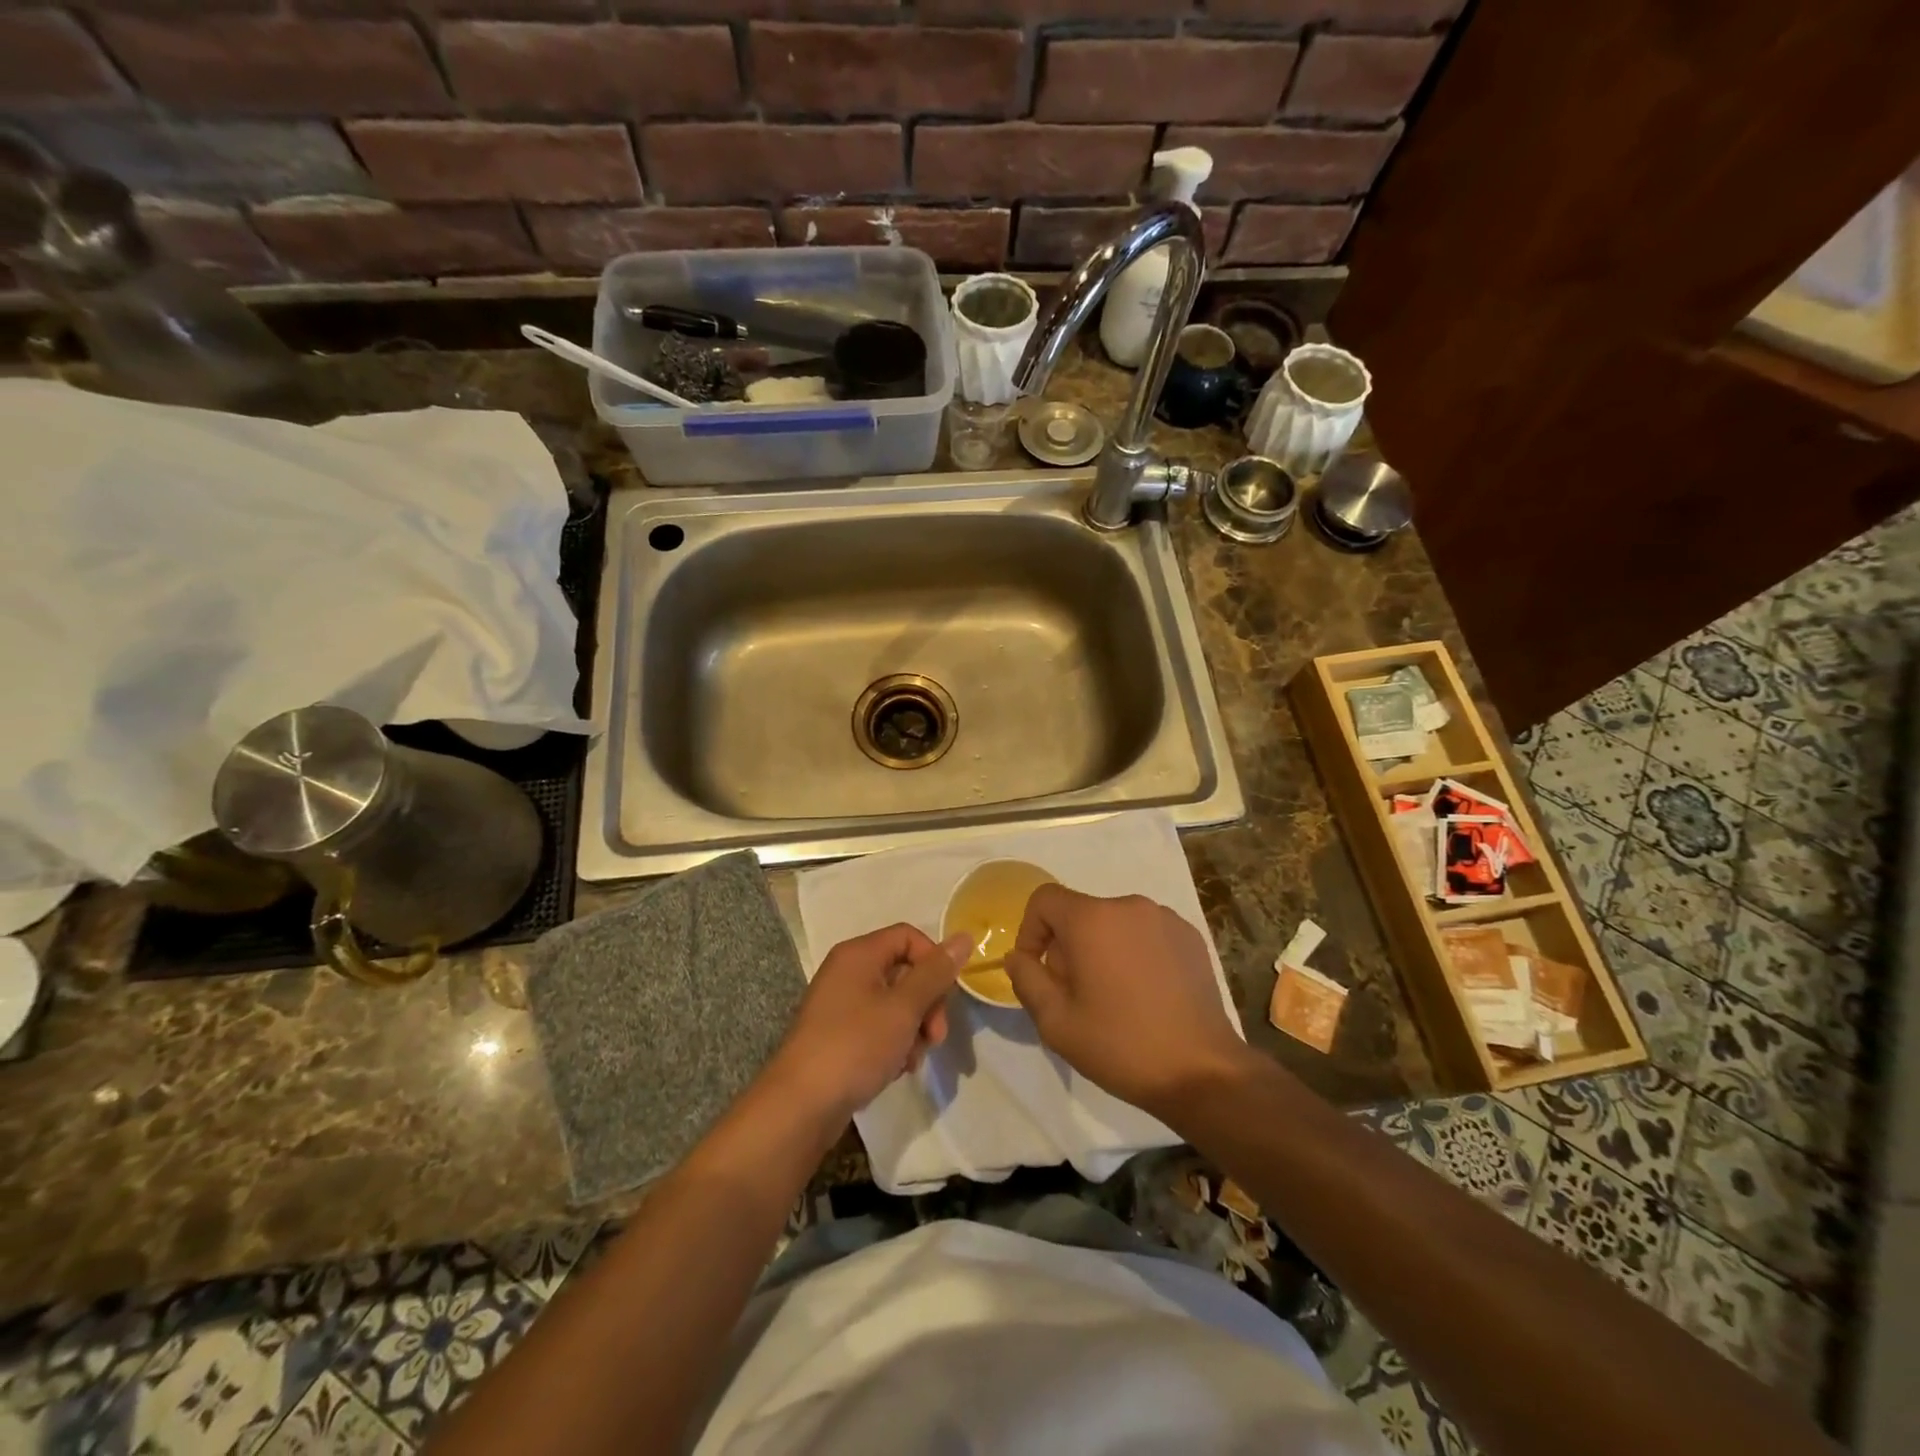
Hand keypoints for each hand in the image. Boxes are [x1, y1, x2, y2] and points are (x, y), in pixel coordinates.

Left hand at [766, 924, 971, 1125]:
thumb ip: (935, 973)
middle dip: (927, 1004)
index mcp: (859, 954)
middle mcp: (847, 972)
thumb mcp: (903, 1008)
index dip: (933, 961)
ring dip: (913, 1029)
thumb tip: (964, 937)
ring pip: (894, 1003)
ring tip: (911, 1059)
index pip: (908, 937)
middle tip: (935, 1037)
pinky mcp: (838, 1035)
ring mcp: (840, 1004)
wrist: (800, 1106)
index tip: (945, 997)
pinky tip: (896, 1068)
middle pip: (904, 971)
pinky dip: (893, 1043)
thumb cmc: (854, 1046)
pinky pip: (877, 1026)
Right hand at [1005, 887, 1251, 1118]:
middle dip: (1067, 946)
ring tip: (1113, 996)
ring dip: (1102, 948)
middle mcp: (1128, 905)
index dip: (1030, 930)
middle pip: (1080, 912)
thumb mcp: (1056, 1022)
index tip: (1037, 970)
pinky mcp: (1190, 936)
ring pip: (1113, 923)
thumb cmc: (1121, 1045)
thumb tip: (1019, 956)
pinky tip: (1145, 993)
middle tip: (1075, 994)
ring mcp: (1164, 918)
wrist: (1202, 1071)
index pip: (1044, 899)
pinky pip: (1146, 933)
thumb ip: (1027, 979)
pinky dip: (1134, 952)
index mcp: (1092, 919)